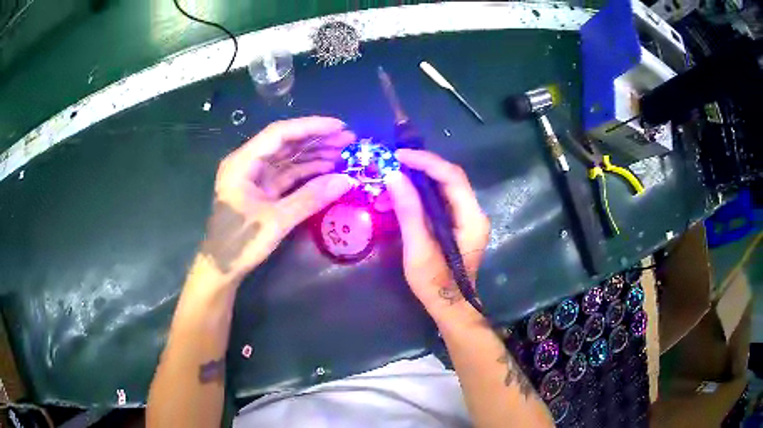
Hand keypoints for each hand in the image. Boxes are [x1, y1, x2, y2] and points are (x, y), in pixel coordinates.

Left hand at [199, 117, 355, 281]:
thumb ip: (310, 198)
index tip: (339, 126)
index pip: (280, 133)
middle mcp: (248, 163)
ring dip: (314, 154)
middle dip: (317, 139)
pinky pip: (287, 175)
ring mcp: (255, 177)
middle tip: (348, 138)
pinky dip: (306, 172)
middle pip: (285, 143)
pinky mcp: (261, 191)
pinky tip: (327, 169)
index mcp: (243, 162)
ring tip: (343, 151)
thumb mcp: (276, 220)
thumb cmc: (240, 243)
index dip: (311, 127)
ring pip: (288, 158)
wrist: (221, 269)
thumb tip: (347, 180)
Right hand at [385, 149, 489, 312]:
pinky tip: (394, 202)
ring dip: (413, 183)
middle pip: (447, 178)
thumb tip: (393, 175)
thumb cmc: (435, 284)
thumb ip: (409, 211)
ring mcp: (465, 217)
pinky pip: (436, 200)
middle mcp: (473, 212)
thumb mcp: (418, 248)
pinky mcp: (455, 223)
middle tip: (388, 166)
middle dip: (417, 169)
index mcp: (471, 218)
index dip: (425, 161)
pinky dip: (415, 197)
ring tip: (385, 189)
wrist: (449, 307)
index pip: (452, 177)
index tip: (397, 156)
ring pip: (440, 187)